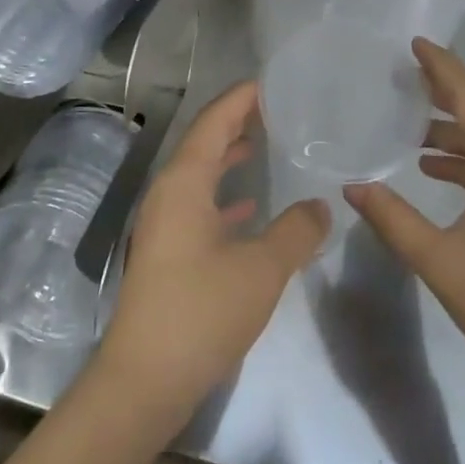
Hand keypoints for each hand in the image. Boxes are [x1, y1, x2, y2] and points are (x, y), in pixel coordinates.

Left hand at [93, 80, 329, 431]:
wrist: (144, 380)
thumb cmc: (201, 312)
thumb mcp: (261, 269)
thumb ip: (296, 231)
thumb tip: (320, 206)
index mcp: (184, 181)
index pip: (214, 121)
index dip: (240, 99)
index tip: (269, 83)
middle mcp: (169, 192)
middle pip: (204, 142)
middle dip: (236, 122)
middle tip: (274, 109)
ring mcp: (163, 222)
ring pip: (200, 174)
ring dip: (228, 157)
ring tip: (263, 145)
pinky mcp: (166, 251)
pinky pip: (198, 203)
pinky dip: (223, 195)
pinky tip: (248, 207)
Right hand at [345, 39, 464, 402]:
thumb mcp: (440, 262)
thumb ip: (393, 219)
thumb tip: (353, 186)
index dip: (441, 66)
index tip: (414, 42)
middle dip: (443, 87)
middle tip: (403, 71)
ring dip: (450, 126)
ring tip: (408, 122)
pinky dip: (464, 155)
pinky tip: (433, 169)